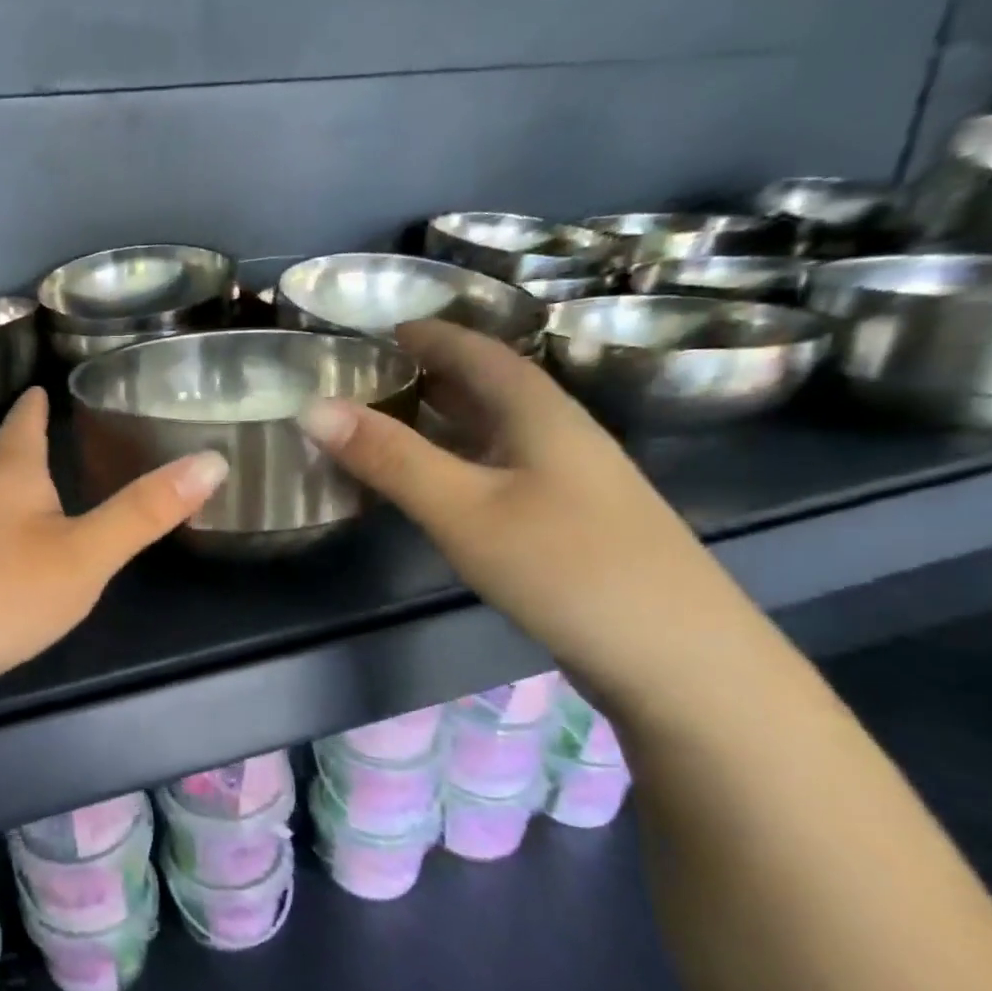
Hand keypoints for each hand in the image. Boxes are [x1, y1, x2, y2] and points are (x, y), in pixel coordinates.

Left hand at [0, 387, 227, 711]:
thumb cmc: (2, 590)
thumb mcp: (86, 552)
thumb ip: (144, 512)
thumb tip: (213, 459)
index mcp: (9, 480)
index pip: (22, 427)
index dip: (34, 407)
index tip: (39, 386)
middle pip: (2, 468)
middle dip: (25, 453)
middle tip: (53, 440)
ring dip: (15, 504)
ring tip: (42, 503)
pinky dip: (6, 552)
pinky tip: (16, 575)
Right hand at [296, 321, 761, 717]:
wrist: (679, 661)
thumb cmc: (568, 568)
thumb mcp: (465, 509)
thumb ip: (390, 459)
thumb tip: (312, 406)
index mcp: (540, 412)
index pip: (478, 351)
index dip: (429, 335)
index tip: (377, 329)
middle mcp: (558, 435)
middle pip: (488, 387)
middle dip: (429, 374)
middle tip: (366, 378)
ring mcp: (569, 483)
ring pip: (495, 432)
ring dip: (443, 420)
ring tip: (387, 424)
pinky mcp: (568, 524)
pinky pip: (500, 471)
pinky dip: (458, 463)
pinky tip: (437, 488)